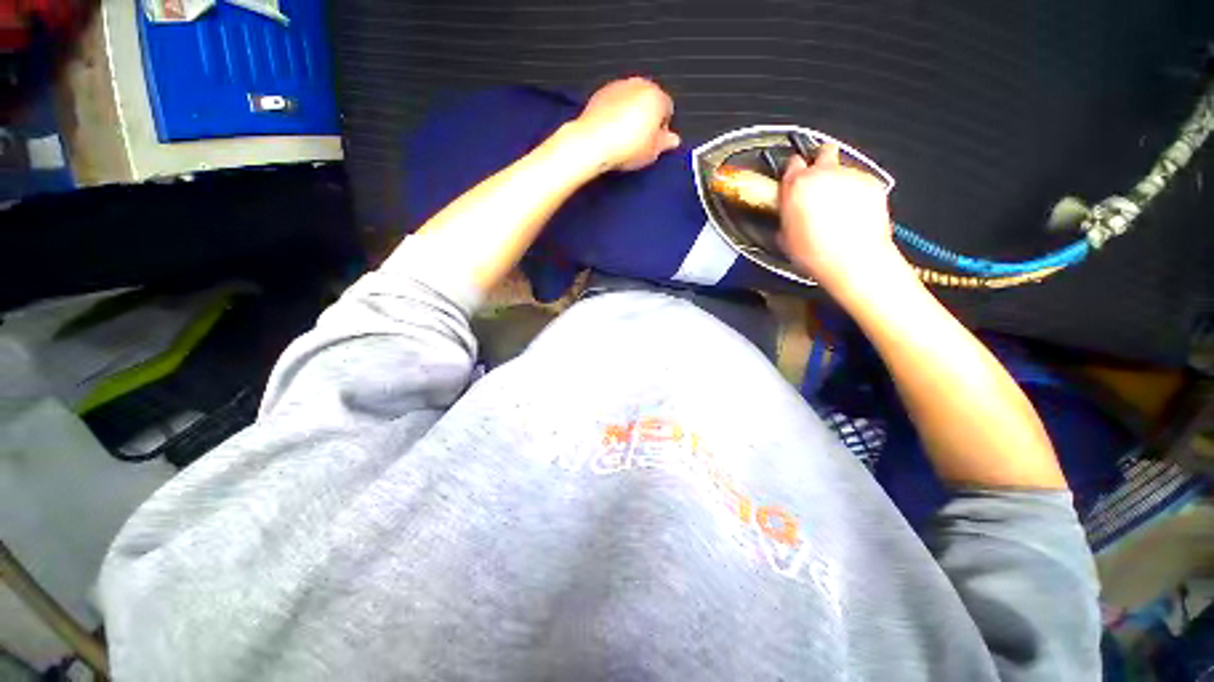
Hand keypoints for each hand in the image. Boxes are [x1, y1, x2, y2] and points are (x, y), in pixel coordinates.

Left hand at [570, 77, 680, 171]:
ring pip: (631, 99)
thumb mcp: (652, 152)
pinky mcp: (601, 92)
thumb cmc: (625, 146)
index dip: (662, 128)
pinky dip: (615, 113)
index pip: (667, 109)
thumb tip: (673, 140)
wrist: (593, 142)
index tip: (655, 142)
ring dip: (631, 114)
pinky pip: (614, 102)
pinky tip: (611, 131)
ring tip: (624, 137)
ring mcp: (619, 86)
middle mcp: (639, 85)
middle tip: (641, 140)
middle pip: (649, 101)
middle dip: (647, 117)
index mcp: (657, 96)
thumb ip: (665, 143)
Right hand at [778, 144, 907, 297]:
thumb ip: (786, 215)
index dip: (793, 171)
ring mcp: (851, 176)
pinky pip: (862, 181)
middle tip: (818, 181)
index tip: (794, 179)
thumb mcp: (785, 236)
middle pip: (824, 151)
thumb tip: (787, 214)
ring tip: (837, 206)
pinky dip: (857, 192)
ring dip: (839, 181)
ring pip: (844, 168)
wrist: (853, 259)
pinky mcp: (873, 184)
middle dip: (820, 161)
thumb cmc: (816, 252)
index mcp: (797, 184)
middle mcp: (824, 173)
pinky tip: (853, 212)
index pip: (792, 162)